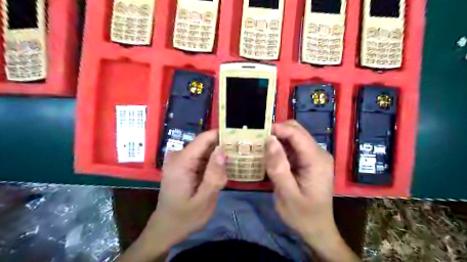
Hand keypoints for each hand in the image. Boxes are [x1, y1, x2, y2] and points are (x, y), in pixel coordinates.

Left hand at [120, 129, 227, 261]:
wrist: (166, 228)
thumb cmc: (185, 218)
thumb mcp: (204, 200)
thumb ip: (214, 176)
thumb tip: (222, 150)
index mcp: (181, 162)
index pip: (204, 138)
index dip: (222, 135)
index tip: (240, 139)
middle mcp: (178, 155)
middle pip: (206, 144)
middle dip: (222, 150)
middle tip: (239, 159)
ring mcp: (179, 159)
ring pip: (205, 150)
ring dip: (218, 158)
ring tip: (231, 168)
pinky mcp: (182, 164)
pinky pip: (201, 157)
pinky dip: (212, 163)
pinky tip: (219, 173)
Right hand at [268, 121, 357, 261]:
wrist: (317, 229)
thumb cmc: (303, 215)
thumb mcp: (287, 194)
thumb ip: (278, 167)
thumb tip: (270, 140)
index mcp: (316, 160)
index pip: (296, 134)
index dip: (277, 129)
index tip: (257, 134)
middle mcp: (318, 153)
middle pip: (296, 131)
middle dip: (276, 132)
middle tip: (258, 141)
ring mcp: (314, 156)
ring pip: (293, 137)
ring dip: (277, 139)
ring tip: (261, 147)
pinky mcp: (309, 161)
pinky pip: (293, 146)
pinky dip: (280, 147)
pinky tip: (270, 155)